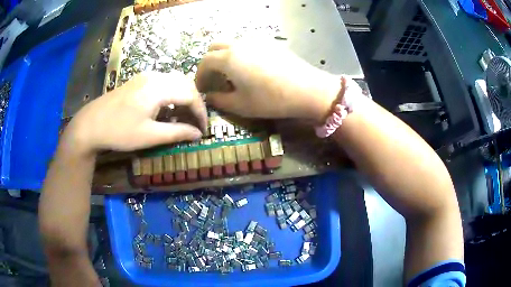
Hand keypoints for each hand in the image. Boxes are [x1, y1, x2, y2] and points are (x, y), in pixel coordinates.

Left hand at [64, 71, 206, 153]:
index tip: (203, 129)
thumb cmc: (119, 131)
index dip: (201, 112)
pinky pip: (163, 82)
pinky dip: (172, 93)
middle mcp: (155, 76)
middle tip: (196, 122)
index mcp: (158, 88)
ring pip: (175, 80)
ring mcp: (145, 76)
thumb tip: (197, 134)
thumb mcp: (149, 136)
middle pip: (185, 83)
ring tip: (184, 115)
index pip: (190, 95)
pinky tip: (168, 107)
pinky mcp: (138, 80)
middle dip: (195, 102)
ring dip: (184, 96)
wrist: (90, 124)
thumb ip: (176, 133)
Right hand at [195, 42, 339, 122]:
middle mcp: (240, 44)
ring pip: (232, 44)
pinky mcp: (270, 43)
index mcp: (229, 58)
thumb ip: (219, 100)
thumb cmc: (271, 99)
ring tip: (231, 75)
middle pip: (215, 47)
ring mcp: (256, 41)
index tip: (201, 87)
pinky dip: (240, 54)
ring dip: (224, 56)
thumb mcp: (241, 105)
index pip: (205, 61)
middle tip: (214, 79)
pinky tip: (250, 69)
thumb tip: (210, 97)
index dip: (199, 75)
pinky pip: (247, 45)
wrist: (308, 89)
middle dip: (209, 62)